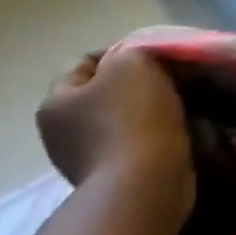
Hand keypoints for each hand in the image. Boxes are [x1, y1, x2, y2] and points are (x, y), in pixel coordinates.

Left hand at [38, 46, 194, 226]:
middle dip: (137, 80)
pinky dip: (155, 132)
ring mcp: (86, 158)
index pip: (85, 61)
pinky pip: (136, 140)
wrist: (146, 184)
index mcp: (55, 103)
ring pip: (123, 115)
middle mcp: (61, 132)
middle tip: (170, 75)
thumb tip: (135, 61)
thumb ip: (130, 50)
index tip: (154, 54)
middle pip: (104, 90)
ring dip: (149, 107)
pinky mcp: (113, 177)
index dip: (120, 50)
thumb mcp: (132, 62)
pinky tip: (177, 126)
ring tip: (180, 100)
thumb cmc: (133, 116)